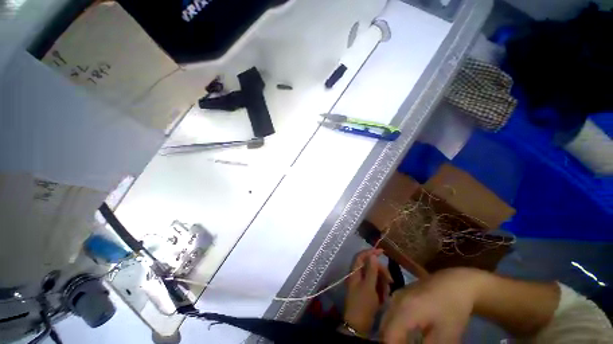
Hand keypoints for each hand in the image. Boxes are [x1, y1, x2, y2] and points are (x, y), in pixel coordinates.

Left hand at [344, 249, 392, 333]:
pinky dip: (381, 290)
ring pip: (375, 276)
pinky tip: (384, 298)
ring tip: (386, 293)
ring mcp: (362, 284)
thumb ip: (371, 270)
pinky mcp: (367, 292)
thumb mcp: (369, 287)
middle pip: (370, 266)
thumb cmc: (362, 304)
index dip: (370, 252)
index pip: (361, 256)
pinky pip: (376, 286)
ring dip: (382, 282)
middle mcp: (358, 276)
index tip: (382, 252)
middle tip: (390, 280)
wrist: (358, 326)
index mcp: (355, 272)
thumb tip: (373, 255)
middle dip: (381, 271)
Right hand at [381, 268, 487, 343]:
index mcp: (406, 310)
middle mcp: (396, 301)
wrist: (454, 283)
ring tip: (402, 343)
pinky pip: (390, 312)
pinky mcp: (399, 294)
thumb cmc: (452, 310)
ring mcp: (396, 295)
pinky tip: (404, 333)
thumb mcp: (446, 336)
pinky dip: (393, 325)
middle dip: (389, 342)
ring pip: (385, 319)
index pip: (389, 335)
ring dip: (390, 335)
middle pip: (384, 326)